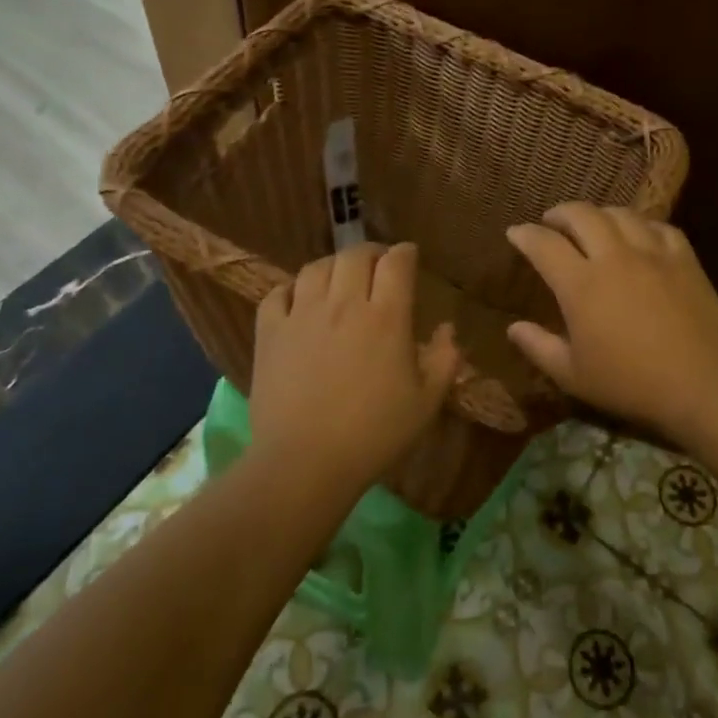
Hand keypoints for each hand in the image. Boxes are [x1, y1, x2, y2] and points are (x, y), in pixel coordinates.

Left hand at [250, 243, 459, 495]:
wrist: (304, 464)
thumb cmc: (373, 435)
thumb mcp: (426, 403)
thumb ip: (444, 360)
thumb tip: (448, 328)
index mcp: (386, 317)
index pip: (396, 262)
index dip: (405, 253)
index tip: (410, 257)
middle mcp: (343, 304)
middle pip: (355, 254)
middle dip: (371, 252)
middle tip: (378, 265)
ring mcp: (302, 315)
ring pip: (316, 267)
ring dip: (333, 266)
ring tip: (340, 279)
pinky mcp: (270, 333)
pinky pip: (278, 293)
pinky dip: (292, 289)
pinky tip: (299, 301)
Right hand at [505, 203, 717, 440]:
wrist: (701, 384)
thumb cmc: (630, 384)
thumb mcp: (573, 375)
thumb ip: (539, 347)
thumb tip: (513, 327)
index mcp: (581, 284)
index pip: (544, 244)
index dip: (525, 234)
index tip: (515, 233)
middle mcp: (613, 257)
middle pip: (581, 214)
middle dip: (560, 213)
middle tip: (552, 222)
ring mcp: (652, 253)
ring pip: (620, 214)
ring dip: (599, 214)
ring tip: (594, 224)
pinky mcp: (683, 257)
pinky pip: (658, 226)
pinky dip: (641, 225)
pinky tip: (639, 235)